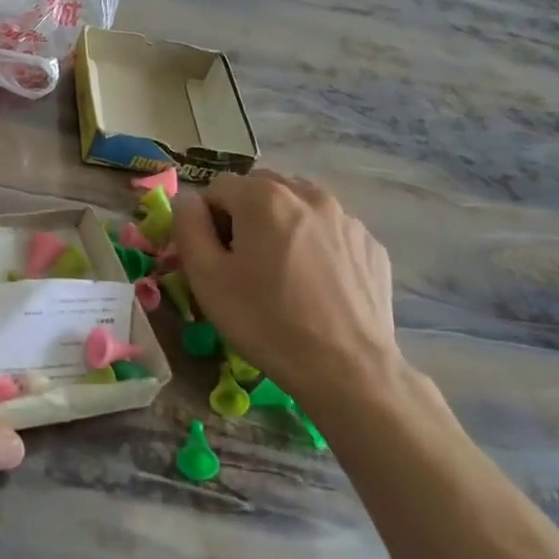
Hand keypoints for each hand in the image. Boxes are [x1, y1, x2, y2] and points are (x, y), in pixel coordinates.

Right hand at [172, 170, 400, 417]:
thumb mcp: (206, 277)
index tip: (215, 258)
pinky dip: (315, 246)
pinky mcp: (370, 245)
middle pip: (260, 190)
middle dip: (246, 217)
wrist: (348, 371)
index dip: (207, 221)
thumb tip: (188, 201)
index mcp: (264, 196)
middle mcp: (307, 194)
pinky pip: (328, 231)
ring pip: (297, 208)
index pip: (218, 188)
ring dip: (281, 227)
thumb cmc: (266, 322)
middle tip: (245, 265)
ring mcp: (345, 218)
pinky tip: (315, 286)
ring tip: (283, 274)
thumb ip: (187, 225)